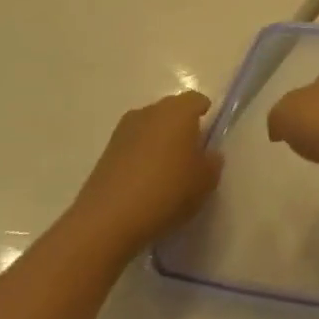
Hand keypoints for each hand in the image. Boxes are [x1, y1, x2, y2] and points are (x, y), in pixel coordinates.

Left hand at [72, 91, 221, 254]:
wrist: (108, 219)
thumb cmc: (167, 191)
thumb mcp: (205, 182)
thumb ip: (212, 163)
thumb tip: (208, 155)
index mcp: (178, 111)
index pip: (196, 100)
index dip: (204, 113)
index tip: (209, 132)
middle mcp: (150, 111)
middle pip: (171, 111)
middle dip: (181, 126)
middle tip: (190, 153)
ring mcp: (124, 130)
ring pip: (150, 127)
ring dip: (159, 141)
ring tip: (166, 170)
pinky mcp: (106, 151)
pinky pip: (132, 146)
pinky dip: (141, 156)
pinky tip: (145, 181)